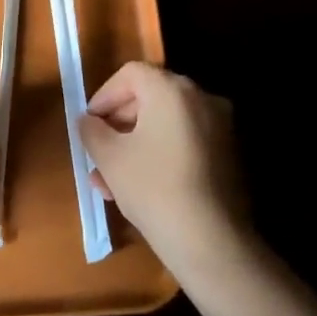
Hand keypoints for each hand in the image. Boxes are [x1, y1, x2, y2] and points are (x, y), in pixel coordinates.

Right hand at [78, 62, 250, 278]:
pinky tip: (139, 187)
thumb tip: (88, 121)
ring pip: (165, 125)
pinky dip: (160, 154)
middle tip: (97, 153)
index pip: (130, 74)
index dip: (104, 96)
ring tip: (109, 181)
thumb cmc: (153, 188)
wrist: (211, 241)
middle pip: (149, 97)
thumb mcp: (109, 158)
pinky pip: (184, 142)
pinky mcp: (228, 154)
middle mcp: (201, 98)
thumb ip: (92, 131)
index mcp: (172, 90)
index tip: (89, 125)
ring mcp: (220, 127)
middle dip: (118, 124)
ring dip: (135, 144)